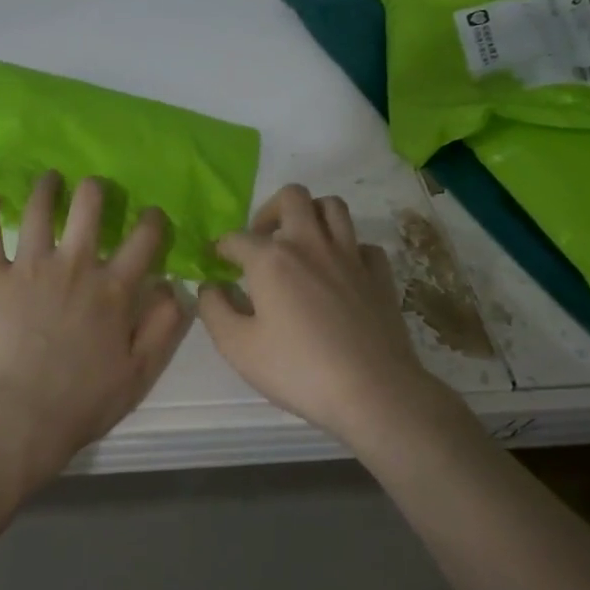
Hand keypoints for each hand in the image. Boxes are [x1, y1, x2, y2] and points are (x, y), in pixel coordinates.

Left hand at [0, 172, 192, 484]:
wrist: (18, 415)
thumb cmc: (83, 400)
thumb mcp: (141, 372)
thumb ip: (163, 326)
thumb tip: (171, 287)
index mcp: (113, 288)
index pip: (144, 239)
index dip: (153, 220)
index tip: (152, 214)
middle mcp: (74, 265)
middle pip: (89, 206)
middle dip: (95, 190)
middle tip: (93, 189)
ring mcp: (29, 267)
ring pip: (38, 209)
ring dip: (46, 187)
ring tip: (48, 179)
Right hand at [198, 184, 447, 447]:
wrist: (372, 391)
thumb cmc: (297, 369)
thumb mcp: (237, 347)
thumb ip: (214, 310)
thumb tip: (210, 287)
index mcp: (272, 259)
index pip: (237, 237)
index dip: (220, 247)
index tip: (214, 262)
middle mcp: (311, 244)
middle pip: (292, 197)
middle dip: (269, 211)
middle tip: (261, 241)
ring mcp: (351, 256)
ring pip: (333, 207)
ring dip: (311, 215)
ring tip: (299, 243)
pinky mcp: (379, 275)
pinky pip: (362, 244)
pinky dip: (347, 249)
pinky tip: (338, 271)